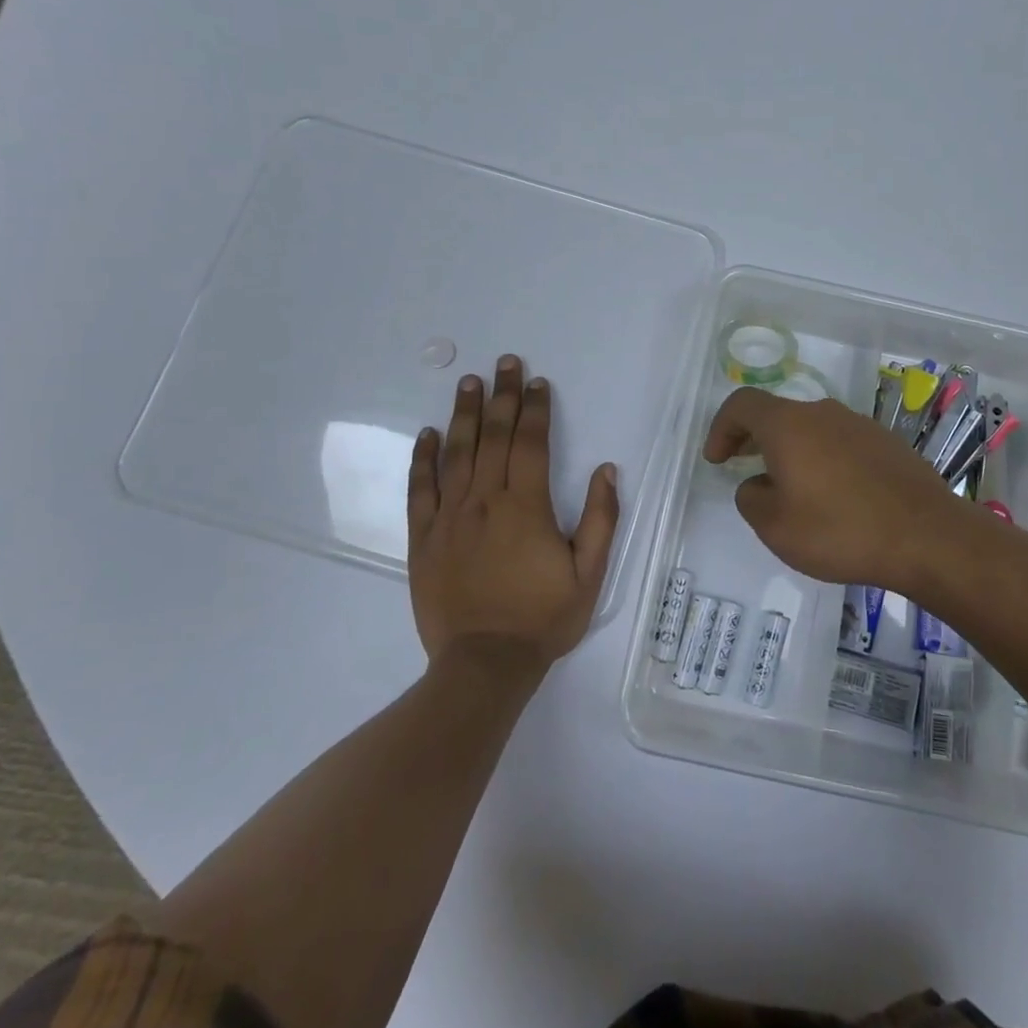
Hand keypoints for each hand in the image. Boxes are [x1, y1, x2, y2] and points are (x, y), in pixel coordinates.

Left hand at [407, 355, 618, 675]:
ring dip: (465, 414)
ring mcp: (449, 517)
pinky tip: (428, 433)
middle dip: (503, 396)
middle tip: (505, 362)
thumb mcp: (589, 574)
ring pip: (457, 453)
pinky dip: (423, 458)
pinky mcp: (423, 538)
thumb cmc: (542, 618)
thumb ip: (601, 519)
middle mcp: (484, 501)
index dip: (535, 409)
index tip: (538, 382)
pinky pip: (420, 489)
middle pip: (494, 437)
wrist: (483, 665)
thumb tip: (606, 470)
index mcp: (525, 506)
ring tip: (469, 382)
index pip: (530, 443)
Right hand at [702, 387, 986, 594]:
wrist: (927, 536)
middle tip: (743, 467)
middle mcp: (822, 413)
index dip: (721, 427)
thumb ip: (751, 498)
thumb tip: (758, 483)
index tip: (717, 459)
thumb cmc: (840, 530)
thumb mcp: (776, 527)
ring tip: (790, 488)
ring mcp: (859, 424)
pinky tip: (833, 495)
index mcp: (789, 425)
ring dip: (791, 450)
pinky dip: (823, 459)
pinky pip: (840, 443)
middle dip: (754, 439)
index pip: (742, 404)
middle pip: (777, 414)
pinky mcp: (886, 442)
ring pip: (811, 428)